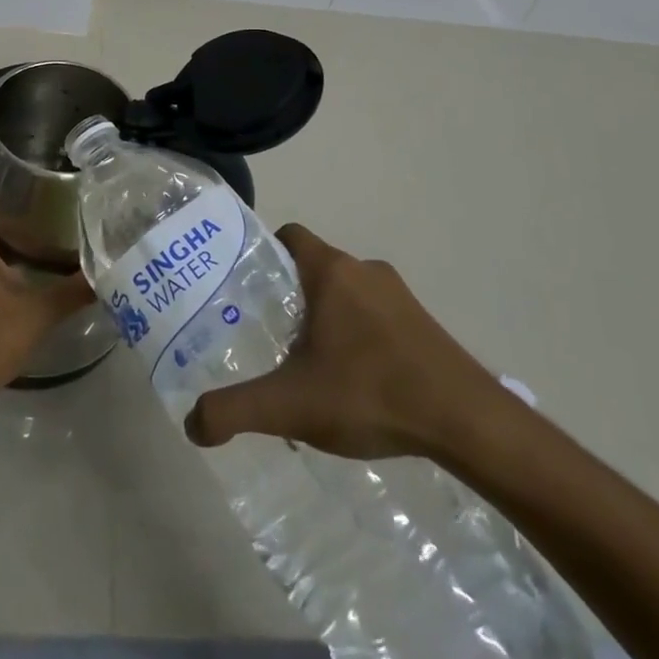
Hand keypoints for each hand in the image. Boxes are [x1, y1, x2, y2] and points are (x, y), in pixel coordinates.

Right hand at [185, 224, 513, 466]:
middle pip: (315, 268)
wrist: (468, 422)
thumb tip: (191, 423)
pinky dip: (360, 337)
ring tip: (312, 368)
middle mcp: (364, 269)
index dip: (263, 254)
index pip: (288, 236)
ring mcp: (400, 295)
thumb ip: (235, 411)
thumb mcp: (290, 406)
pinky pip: (377, 316)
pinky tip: (358, 385)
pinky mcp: (424, 323)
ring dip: (327, 319)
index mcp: (331, 271)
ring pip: (348, 293)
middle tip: (270, 337)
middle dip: (291, 297)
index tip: (248, 290)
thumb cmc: (370, 393)